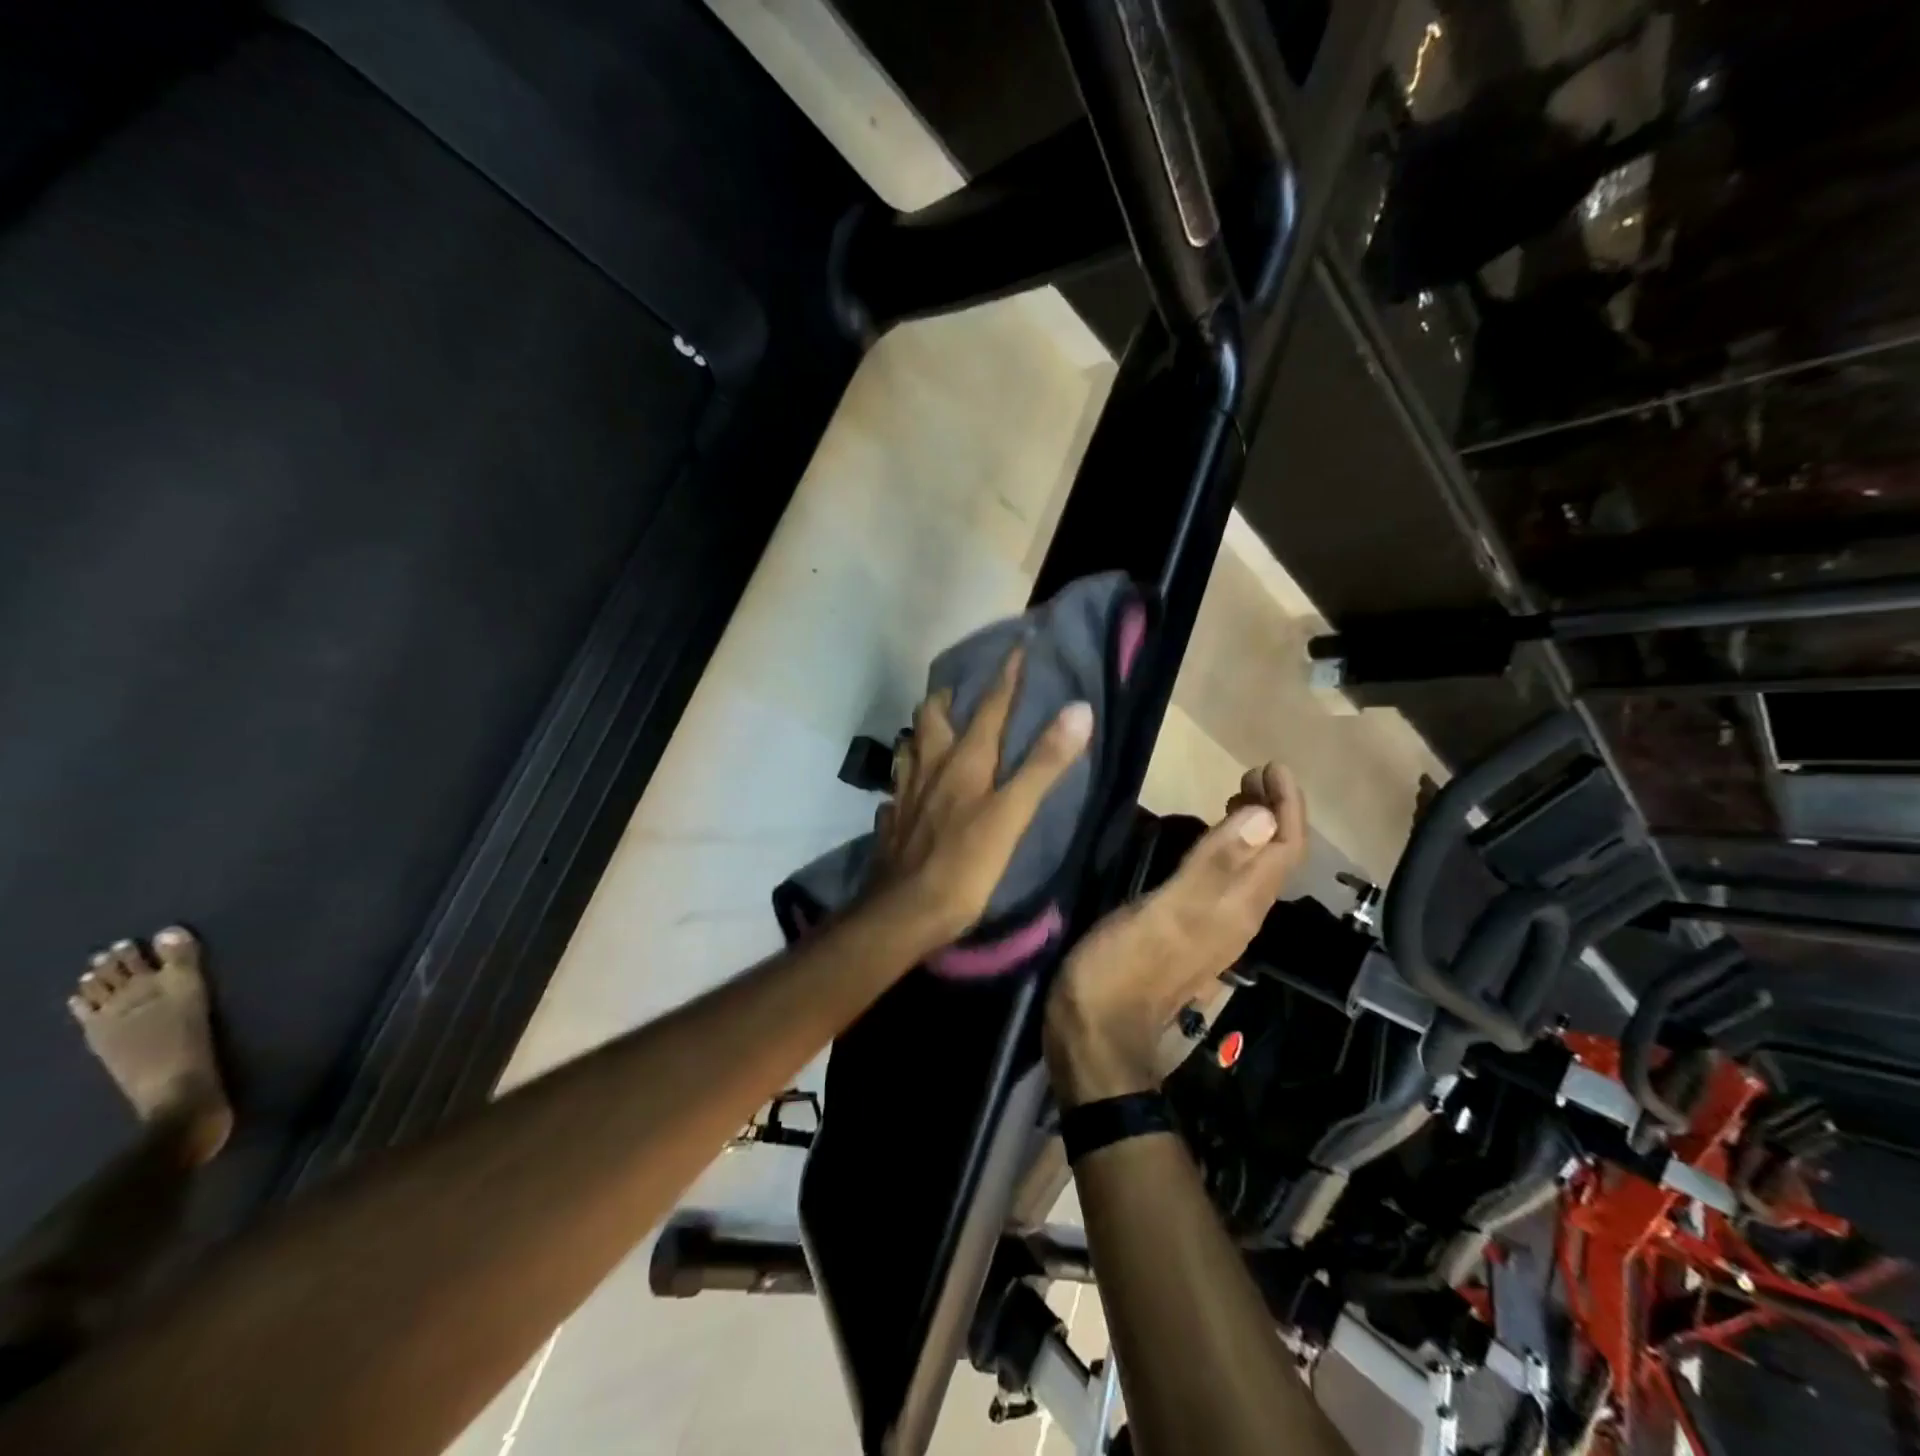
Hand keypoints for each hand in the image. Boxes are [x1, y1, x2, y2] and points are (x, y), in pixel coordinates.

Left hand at [867, 649, 1093, 950]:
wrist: (904, 912)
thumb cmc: (966, 864)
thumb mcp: (1013, 814)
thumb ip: (1044, 763)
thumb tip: (1079, 709)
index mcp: (964, 760)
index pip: (989, 707)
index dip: (1006, 677)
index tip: (1018, 647)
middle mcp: (929, 767)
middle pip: (932, 718)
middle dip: (948, 698)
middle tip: (962, 692)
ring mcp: (904, 794)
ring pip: (909, 748)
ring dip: (922, 733)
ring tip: (936, 732)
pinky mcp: (891, 821)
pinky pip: (897, 789)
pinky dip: (907, 780)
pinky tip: (912, 790)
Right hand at [1045, 764, 1306, 1104]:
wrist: (1097, 1035)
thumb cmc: (1123, 968)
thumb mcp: (1165, 913)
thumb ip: (1212, 866)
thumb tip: (1264, 816)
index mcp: (1238, 906)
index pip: (1285, 848)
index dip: (1287, 805)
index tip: (1269, 765)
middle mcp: (1240, 916)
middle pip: (1275, 858)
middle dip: (1274, 811)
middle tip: (1250, 772)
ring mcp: (1217, 928)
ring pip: (1253, 870)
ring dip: (1254, 829)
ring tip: (1234, 795)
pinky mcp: (1193, 934)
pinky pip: (1228, 882)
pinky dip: (1228, 850)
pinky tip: (1203, 842)